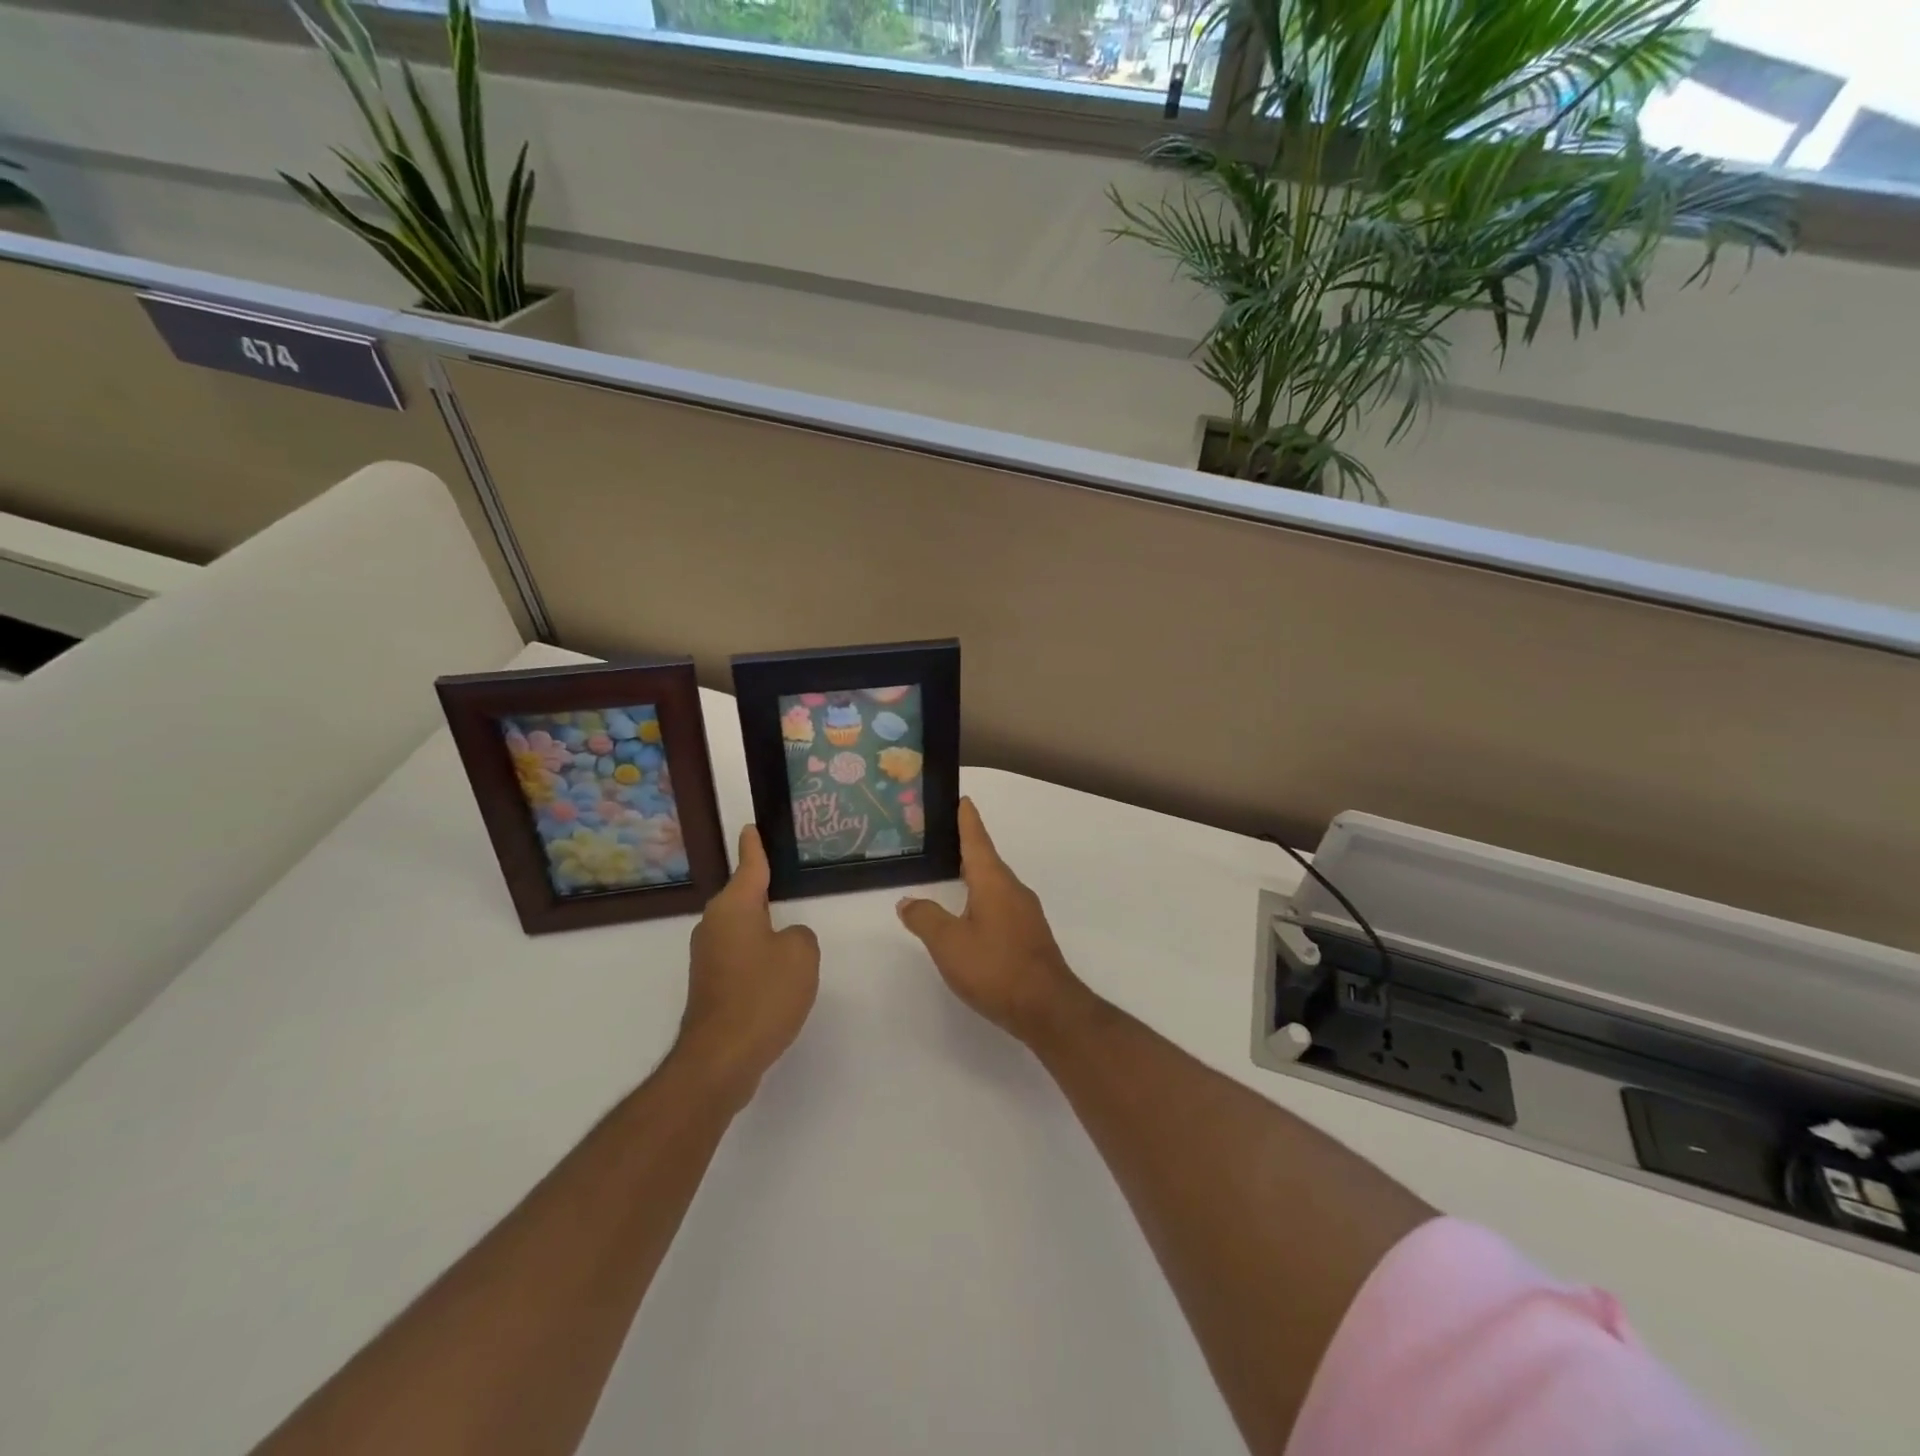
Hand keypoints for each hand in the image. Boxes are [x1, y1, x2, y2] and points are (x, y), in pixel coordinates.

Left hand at [677, 825, 819, 1108]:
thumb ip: (800, 936)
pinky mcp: (710, 984)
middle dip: (762, 889)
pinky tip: (777, 970)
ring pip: (742, 927)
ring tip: (789, 927)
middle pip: (743, 897)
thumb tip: (785, 940)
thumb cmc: (763, 995)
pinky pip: (740, 954)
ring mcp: (708, 956)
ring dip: (763, 926)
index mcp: (734, 907)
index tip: (751, 827)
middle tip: (786, 878)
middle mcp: (714, 925)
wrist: (720, 1058)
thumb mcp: (801, 955)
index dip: (754, 846)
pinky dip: (758, 955)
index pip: (749, 866)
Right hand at [896, 798, 1088, 1046]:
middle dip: (967, 846)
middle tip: (944, 836)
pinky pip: (1001, 904)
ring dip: (975, 874)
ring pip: (995, 884)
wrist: (1047, 1007)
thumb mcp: (948, 943)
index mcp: (993, 881)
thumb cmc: (995, 967)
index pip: (977, 840)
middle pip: (986, 859)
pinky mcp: (1029, 935)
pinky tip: (971, 914)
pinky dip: (982, 898)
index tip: (963, 799)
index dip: (967, 819)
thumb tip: (908, 901)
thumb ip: (925, 919)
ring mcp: (1025, 913)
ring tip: (951, 873)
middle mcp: (1013, 889)